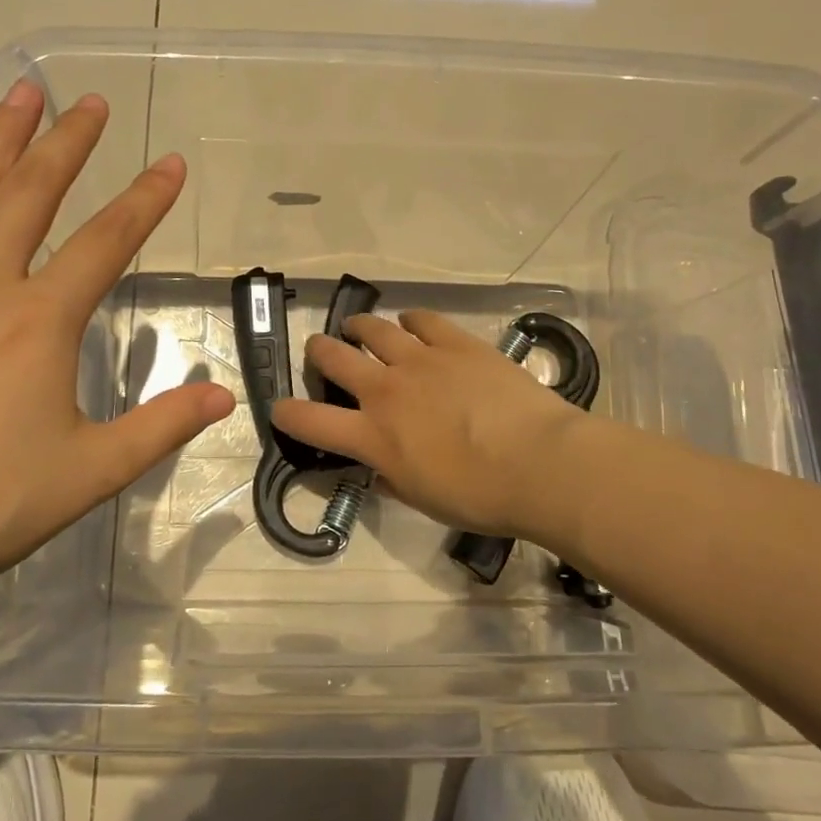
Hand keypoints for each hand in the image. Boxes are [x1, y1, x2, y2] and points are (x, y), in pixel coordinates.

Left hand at [0, 82, 234, 623]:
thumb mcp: (93, 470)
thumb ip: (162, 426)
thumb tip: (222, 396)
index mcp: (39, 320)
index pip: (107, 241)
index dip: (146, 199)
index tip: (171, 163)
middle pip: (31, 194)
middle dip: (67, 143)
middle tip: (89, 102)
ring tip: (18, 94)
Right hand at [270, 311, 592, 545]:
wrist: (540, 464)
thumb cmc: (481, 497)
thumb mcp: (423, 499)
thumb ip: (392, 479)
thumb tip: (382, 469)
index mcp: (373, 437)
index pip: (310, 421)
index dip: (288, 414)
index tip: (280, 409)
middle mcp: (386, 391)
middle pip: (333, 358)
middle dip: (319, 352)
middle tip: (321, 351)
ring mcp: (420, 361)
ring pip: (372, 329)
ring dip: (358, 327)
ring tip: (356, 328)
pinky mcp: (456, 343)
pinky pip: (423, 320)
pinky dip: (410, 320)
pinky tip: (411, 323)